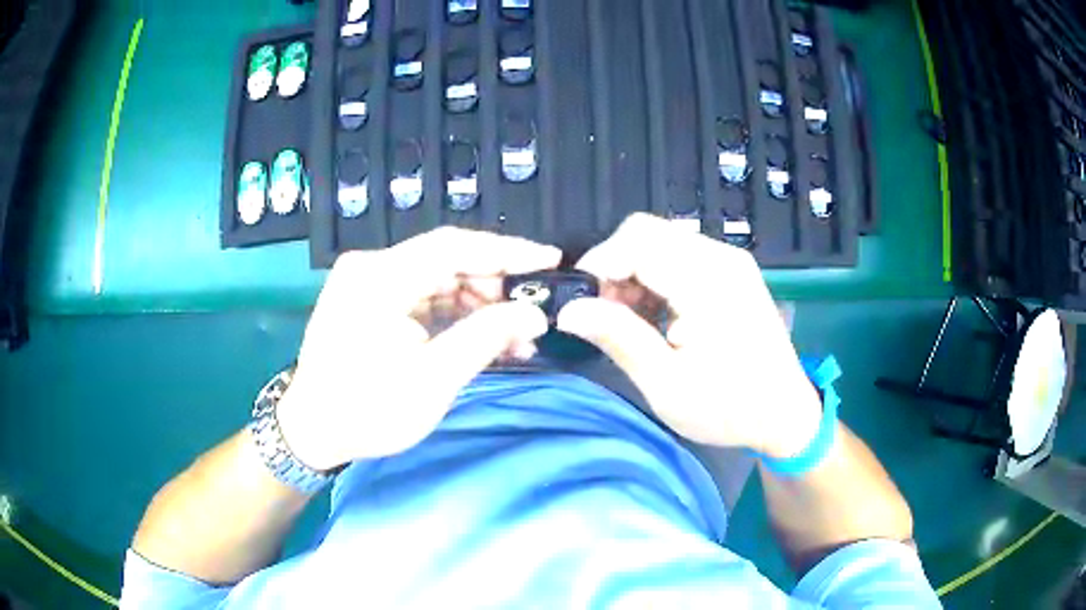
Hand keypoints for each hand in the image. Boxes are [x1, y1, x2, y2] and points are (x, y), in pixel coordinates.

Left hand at [276, 227, 560, 471]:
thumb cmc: (367, 411)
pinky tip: (481, 336)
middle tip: (533, 312)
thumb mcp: (433, 380)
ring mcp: (368, 282)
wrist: (311, 431)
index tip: (551, 260)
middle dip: (495, 285)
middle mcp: (371, 267)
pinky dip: (454, 314)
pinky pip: (422, 295)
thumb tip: (534, 315)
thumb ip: (486, 338)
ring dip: (477, 303)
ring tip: (514, 337)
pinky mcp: (370, 300)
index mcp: (379, 278)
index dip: (507, 251)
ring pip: (437, 278)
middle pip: (446, 260)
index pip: (453, 246)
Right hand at [556, 213, 821, 458]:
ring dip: (633, 271)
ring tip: (630, 320)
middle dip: (614, 266)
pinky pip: (680, 253)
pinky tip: (657, 313)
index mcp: (708, 282)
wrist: (785, 413)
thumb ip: (618, 338)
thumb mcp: (666, 384)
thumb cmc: (728, 408)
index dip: (598, 265)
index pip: (636, 241)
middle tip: (605, 314)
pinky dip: (655, 275)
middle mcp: (720, 257)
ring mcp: (730, 260)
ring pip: (660, 239)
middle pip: (646, 231)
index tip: (581, 304)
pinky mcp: (732, 270)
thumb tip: (568, 310)